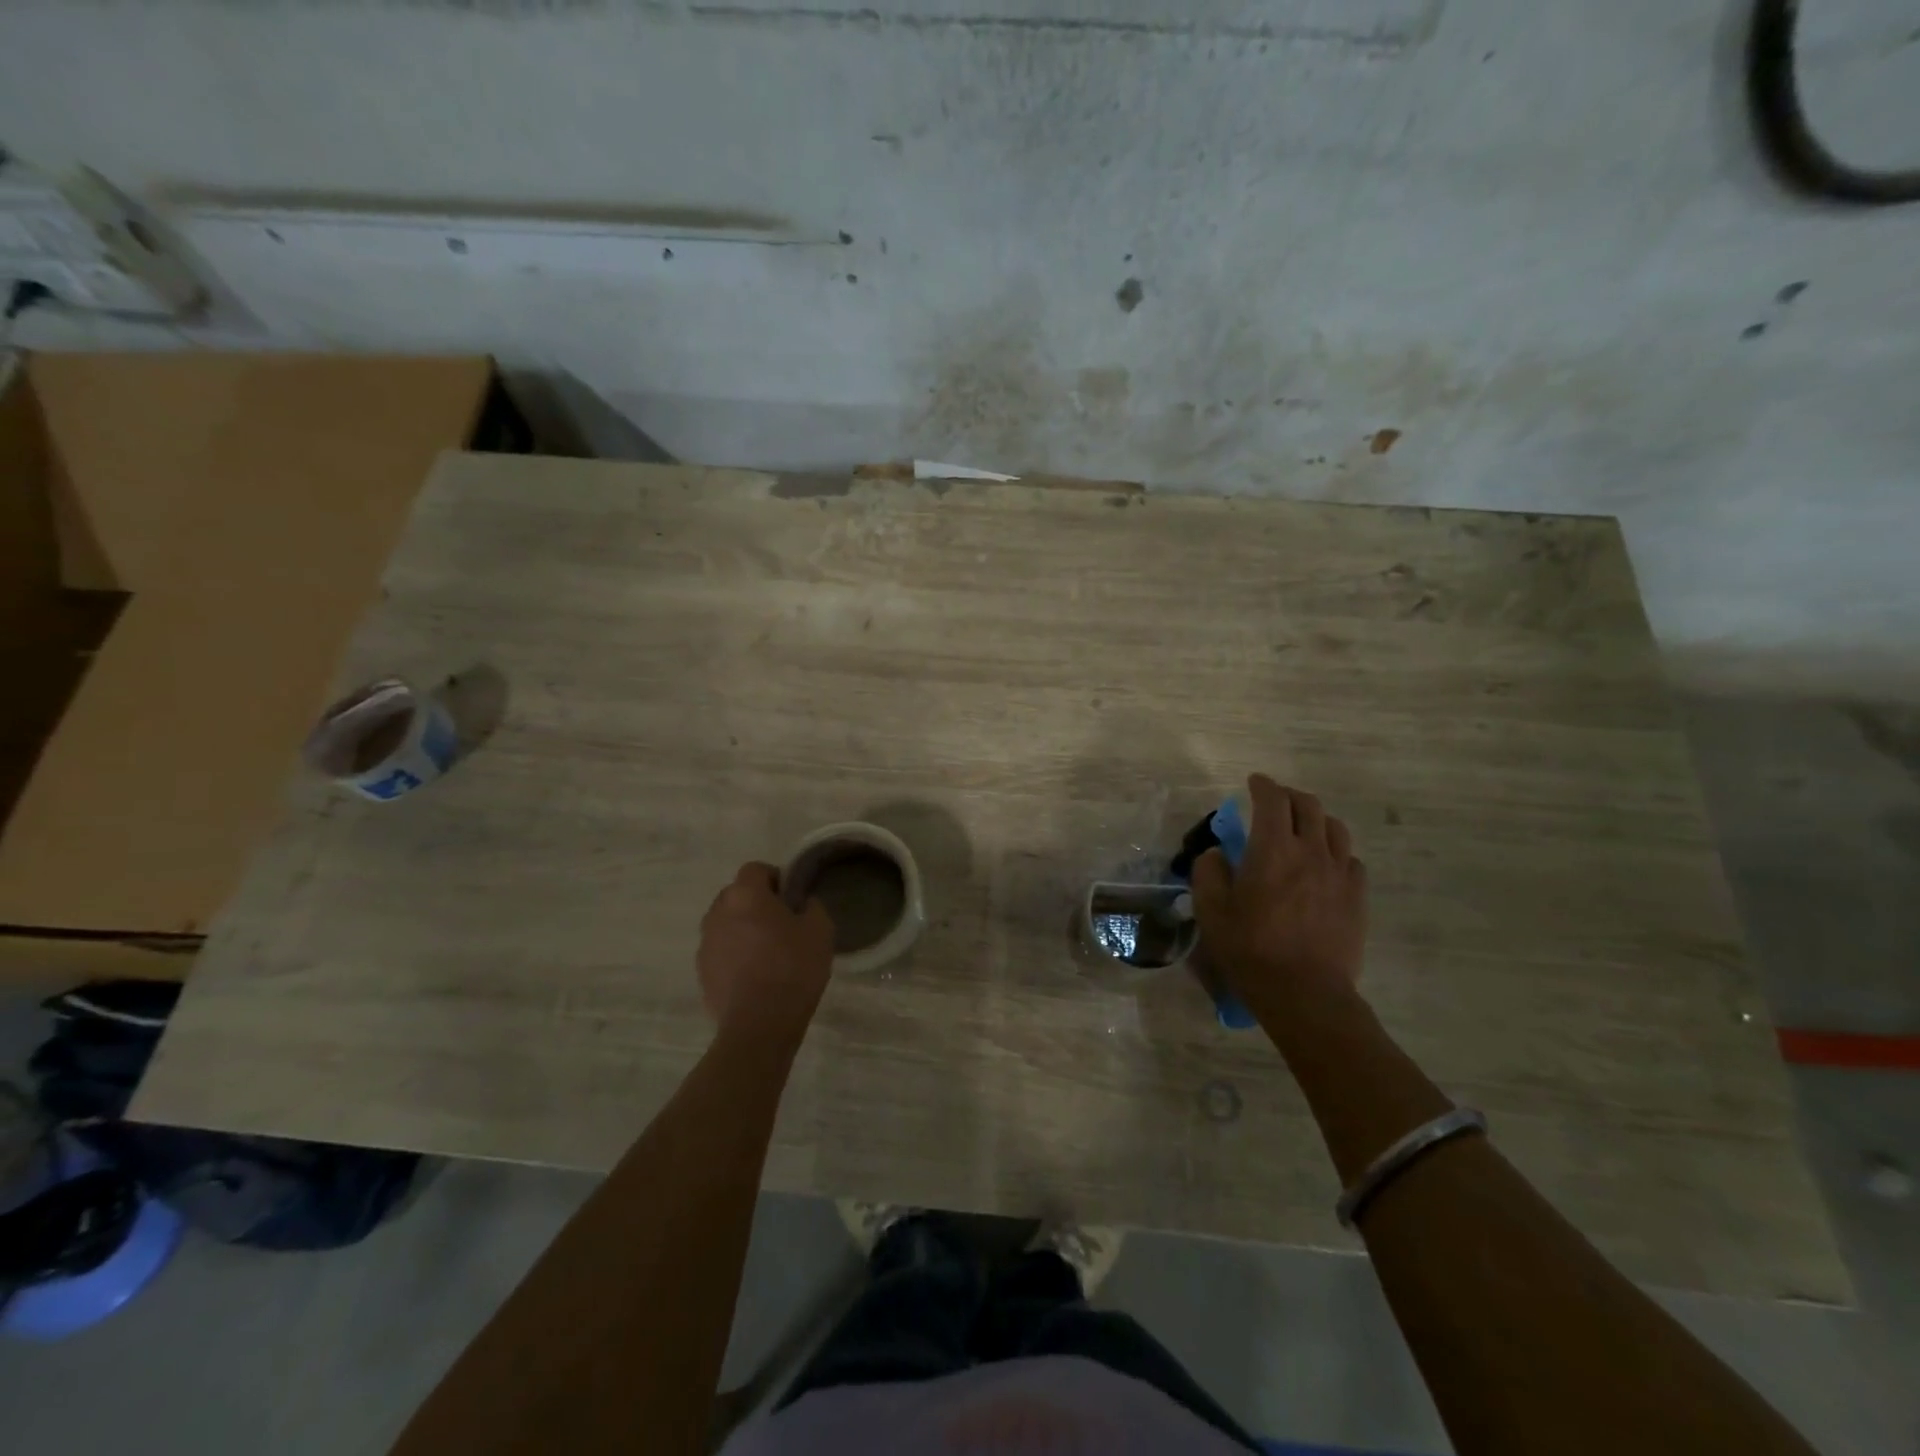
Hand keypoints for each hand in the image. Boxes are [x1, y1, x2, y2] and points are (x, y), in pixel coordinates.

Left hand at [697, 863, 834, 1044]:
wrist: (759, 1025)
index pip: (755, 869)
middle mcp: (718, 912)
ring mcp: (705, 943)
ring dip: (742, 928)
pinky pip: (720, 951)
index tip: (791, 897)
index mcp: (745, 895)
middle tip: (781, 923)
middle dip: (756, 902)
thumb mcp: (820, 931)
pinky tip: (754, 975)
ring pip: (725, 923)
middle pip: (736, 894)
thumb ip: (812, 907)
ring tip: (766, 951)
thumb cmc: (793, 968)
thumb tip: (803, 903)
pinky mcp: (701, 972)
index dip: (774, 877)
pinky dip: (734, 954)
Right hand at [1192, 775, 1367, 1010]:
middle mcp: (1310, 851)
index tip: (1254, 782)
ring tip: (1303, 828)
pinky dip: (1335, 851)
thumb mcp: (1211, 910)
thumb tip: (1218, 853)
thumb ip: (1209, 871)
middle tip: (1275, 802)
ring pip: (1335, 828)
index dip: (1263, 785)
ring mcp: (1339, 873)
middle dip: (1289, 796)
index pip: (1272, 800)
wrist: (1304, 992)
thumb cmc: (1250, 949)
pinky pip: (1350, 859)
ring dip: (1316, 819)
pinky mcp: (1357, 897)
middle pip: (1308, 806)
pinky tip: (1324, 864)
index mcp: (1272, 849)